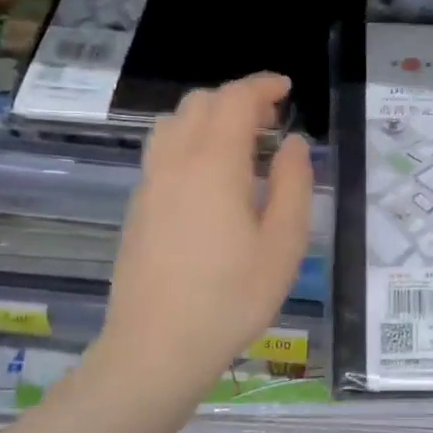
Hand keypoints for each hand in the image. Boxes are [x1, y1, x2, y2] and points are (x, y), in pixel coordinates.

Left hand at [88, 73, 312, 412]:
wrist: (156, 347)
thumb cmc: (232, 298)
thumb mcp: (284, 244)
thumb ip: (294, 185)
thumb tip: (293, 145)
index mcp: (214, 165)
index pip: (235, 100)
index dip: (262, 86)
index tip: (287, 89)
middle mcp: (175, 162)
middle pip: (200, 103)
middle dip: (237, 99)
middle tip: (271, 122)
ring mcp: (150, 184)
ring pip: (173, 123)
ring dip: (208, 118)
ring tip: (239, 145)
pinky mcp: (138, 207)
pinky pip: (162, 151)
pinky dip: (189, 141)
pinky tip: (209, 178)